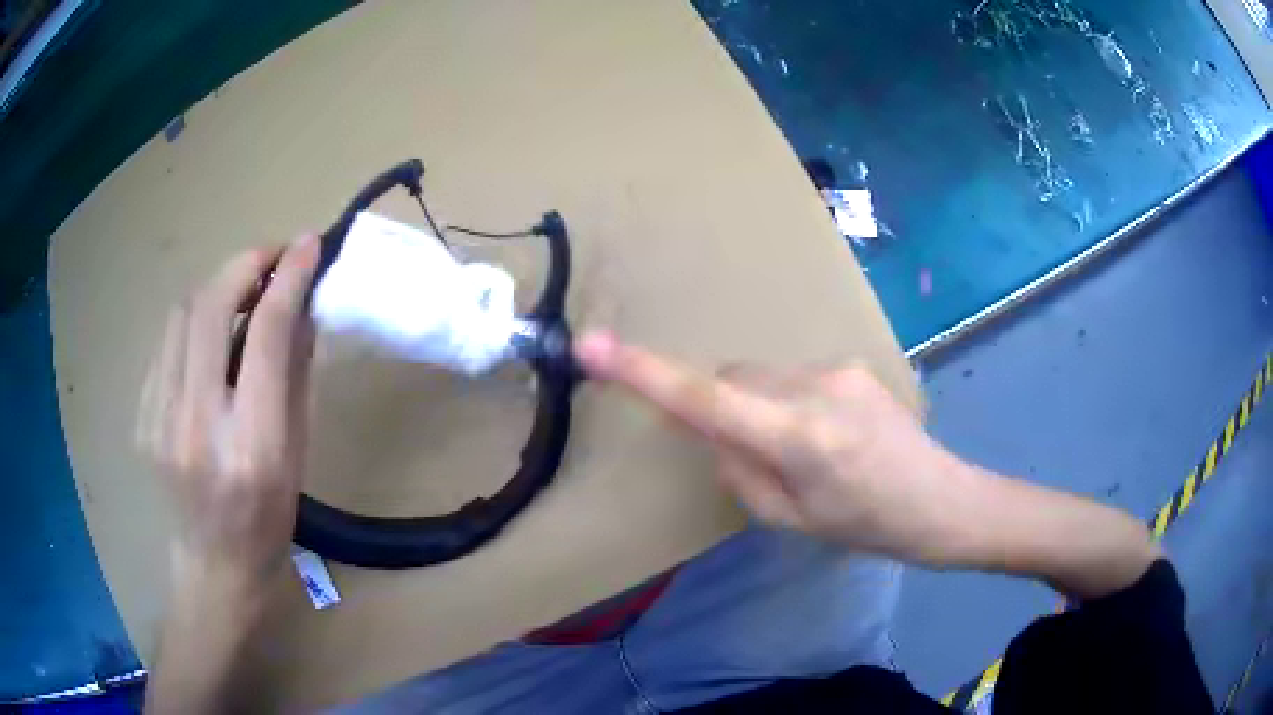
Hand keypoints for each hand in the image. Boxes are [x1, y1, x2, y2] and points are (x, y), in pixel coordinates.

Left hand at [137, 235, 320, 583]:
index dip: (288, 278)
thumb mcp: (296, 457)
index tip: (307, 245)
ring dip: (217, 289)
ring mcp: (159, 419)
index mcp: (250, 446)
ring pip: (182, 315)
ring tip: (242, 294)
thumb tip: (301, 309)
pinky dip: (194, 323)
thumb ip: (294, 377)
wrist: (213, 568)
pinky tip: (210, 340)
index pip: (265, 336)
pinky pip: (167, 344)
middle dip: (245, 264)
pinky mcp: (141, 416)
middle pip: (210, 308)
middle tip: (271, 258)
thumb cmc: (267, 523)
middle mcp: (197, 424)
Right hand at [574, 330, 971, 564]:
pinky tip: (826, 434)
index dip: (644, 373)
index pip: (707, 398)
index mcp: (800, 439)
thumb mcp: (792, 520)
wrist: (943, 501)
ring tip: (802, 450)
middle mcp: (815, 388)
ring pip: (761, 375)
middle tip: (754, 456)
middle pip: (732, 378)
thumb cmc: (868, 527)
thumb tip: (714, 429)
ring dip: (757, 405)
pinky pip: (792, 376)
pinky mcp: (852, 362)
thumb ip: (740, 470)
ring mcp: (838, 368)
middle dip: (722, 407)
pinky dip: (786, 401)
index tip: (592, 346)